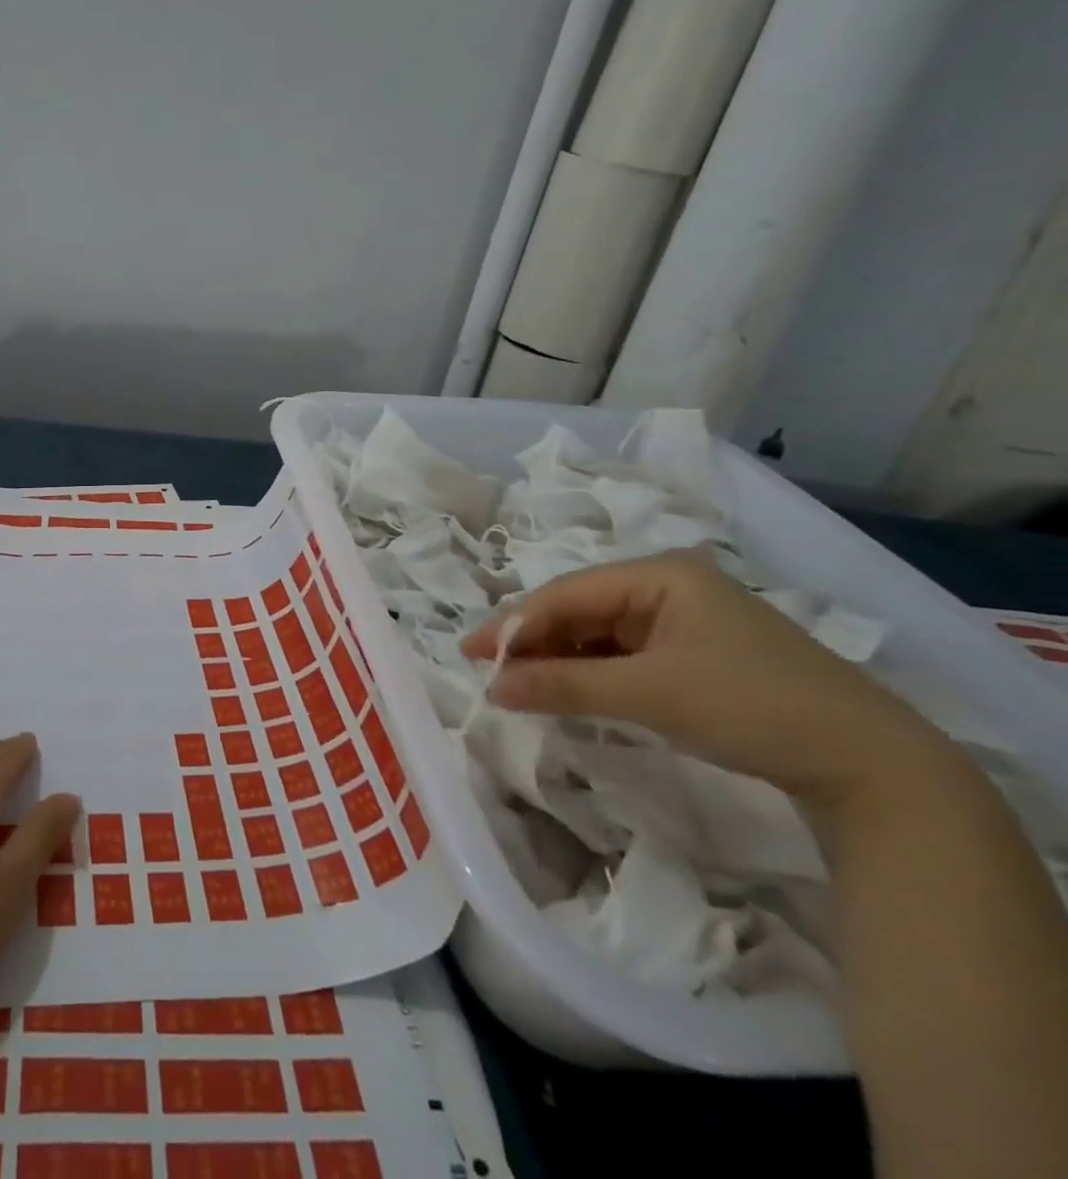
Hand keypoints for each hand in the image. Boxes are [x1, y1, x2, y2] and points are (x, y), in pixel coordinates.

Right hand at [461, 551, 947, 812]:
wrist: (872, 767)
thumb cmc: (752, 707)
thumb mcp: (649, 694)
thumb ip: (564, 685)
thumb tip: (492, 688)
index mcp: (660, 575)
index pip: (565, 593)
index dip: (513, 624)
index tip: (470, 654)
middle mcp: (667, 587)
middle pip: (579, 609)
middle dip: (533, 642)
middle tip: (490, 672)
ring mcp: (683, 621)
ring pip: (597, 633)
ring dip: (558, 659)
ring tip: (519, 685)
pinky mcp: (694, 654)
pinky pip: (622, 655)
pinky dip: (590, 673)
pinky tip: (567, 691)